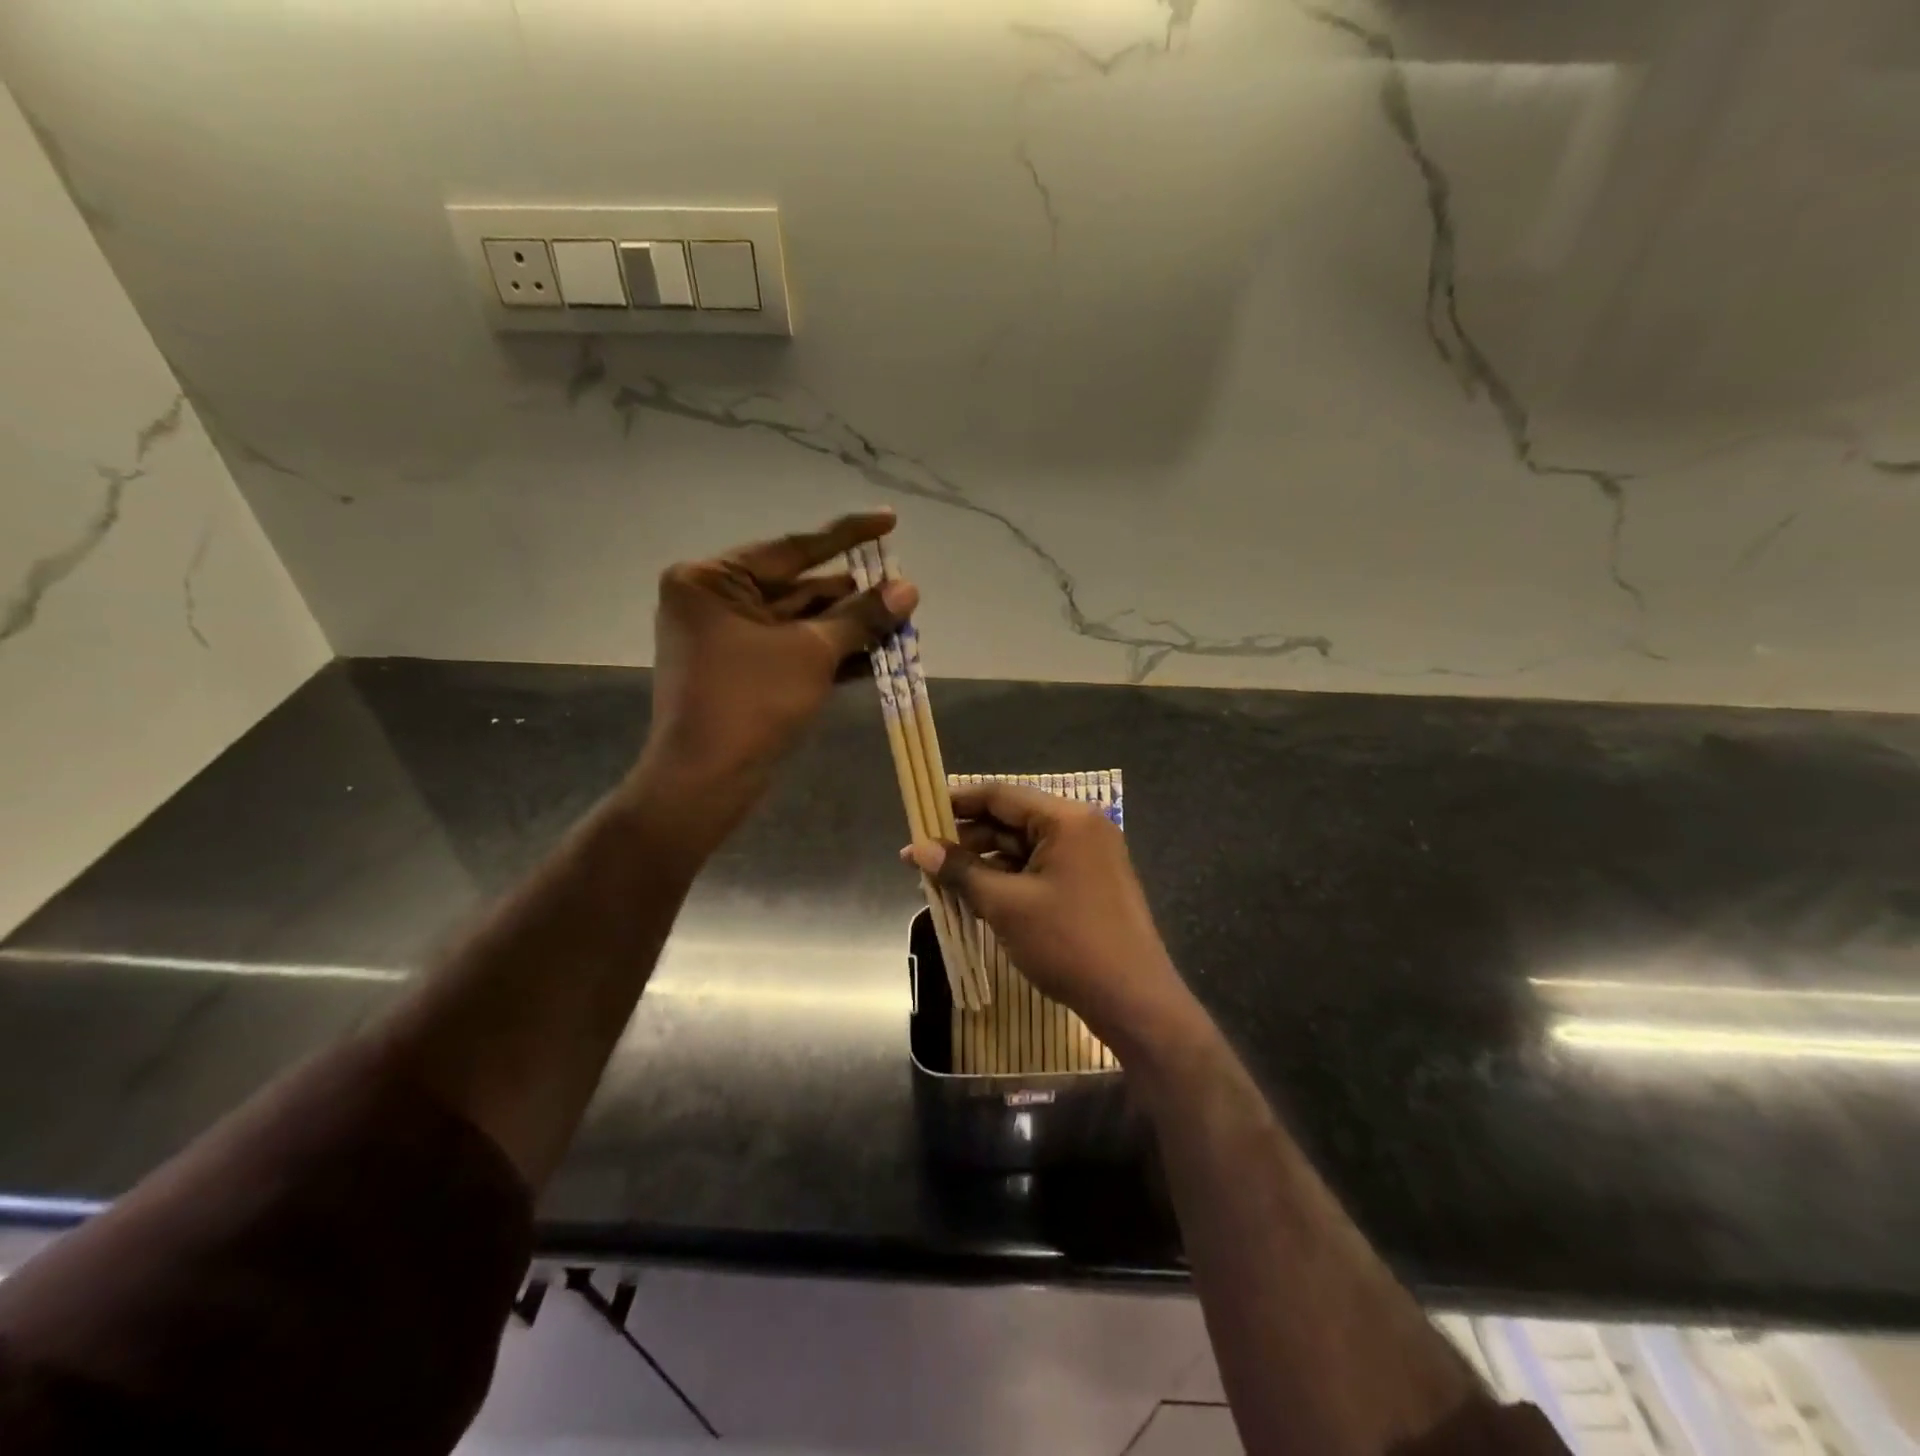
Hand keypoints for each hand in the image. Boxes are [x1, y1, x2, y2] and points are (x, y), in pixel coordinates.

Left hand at [633, 510, 915, 833]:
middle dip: (854, 593)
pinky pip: (794, 650)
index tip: (890, 519)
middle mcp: (715, 600)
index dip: (847, 534)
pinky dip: (832, 652)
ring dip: (850, 625)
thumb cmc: (750, 703)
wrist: (705, 781)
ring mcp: (727, 639)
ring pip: (801, 622)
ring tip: (901, 619)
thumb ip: (861, 617)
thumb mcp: (812, 652)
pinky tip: (879, 653)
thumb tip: (909, 589)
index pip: (792, 548)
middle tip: (903, 587)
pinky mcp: (743, 672)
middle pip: (799, 587)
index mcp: (713, 580)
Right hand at [902, 781, 1201, 1061]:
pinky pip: (1038, 869)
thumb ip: (961, 871)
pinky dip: (1007, 879)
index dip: (957, 802)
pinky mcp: (1088, 882)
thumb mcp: (1006, 905)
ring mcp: (1088, 856)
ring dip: (983, 863)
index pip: (1000, 796)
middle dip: (966, 839)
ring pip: (1023, 848)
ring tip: (940, 882)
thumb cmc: (1067, 943)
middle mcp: (1080, 827)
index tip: (920, 812)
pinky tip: (974, 896)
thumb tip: (918, 849)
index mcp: (1066, 819)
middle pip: (1011, 820)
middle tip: (922, 857)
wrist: (1133, 1000)